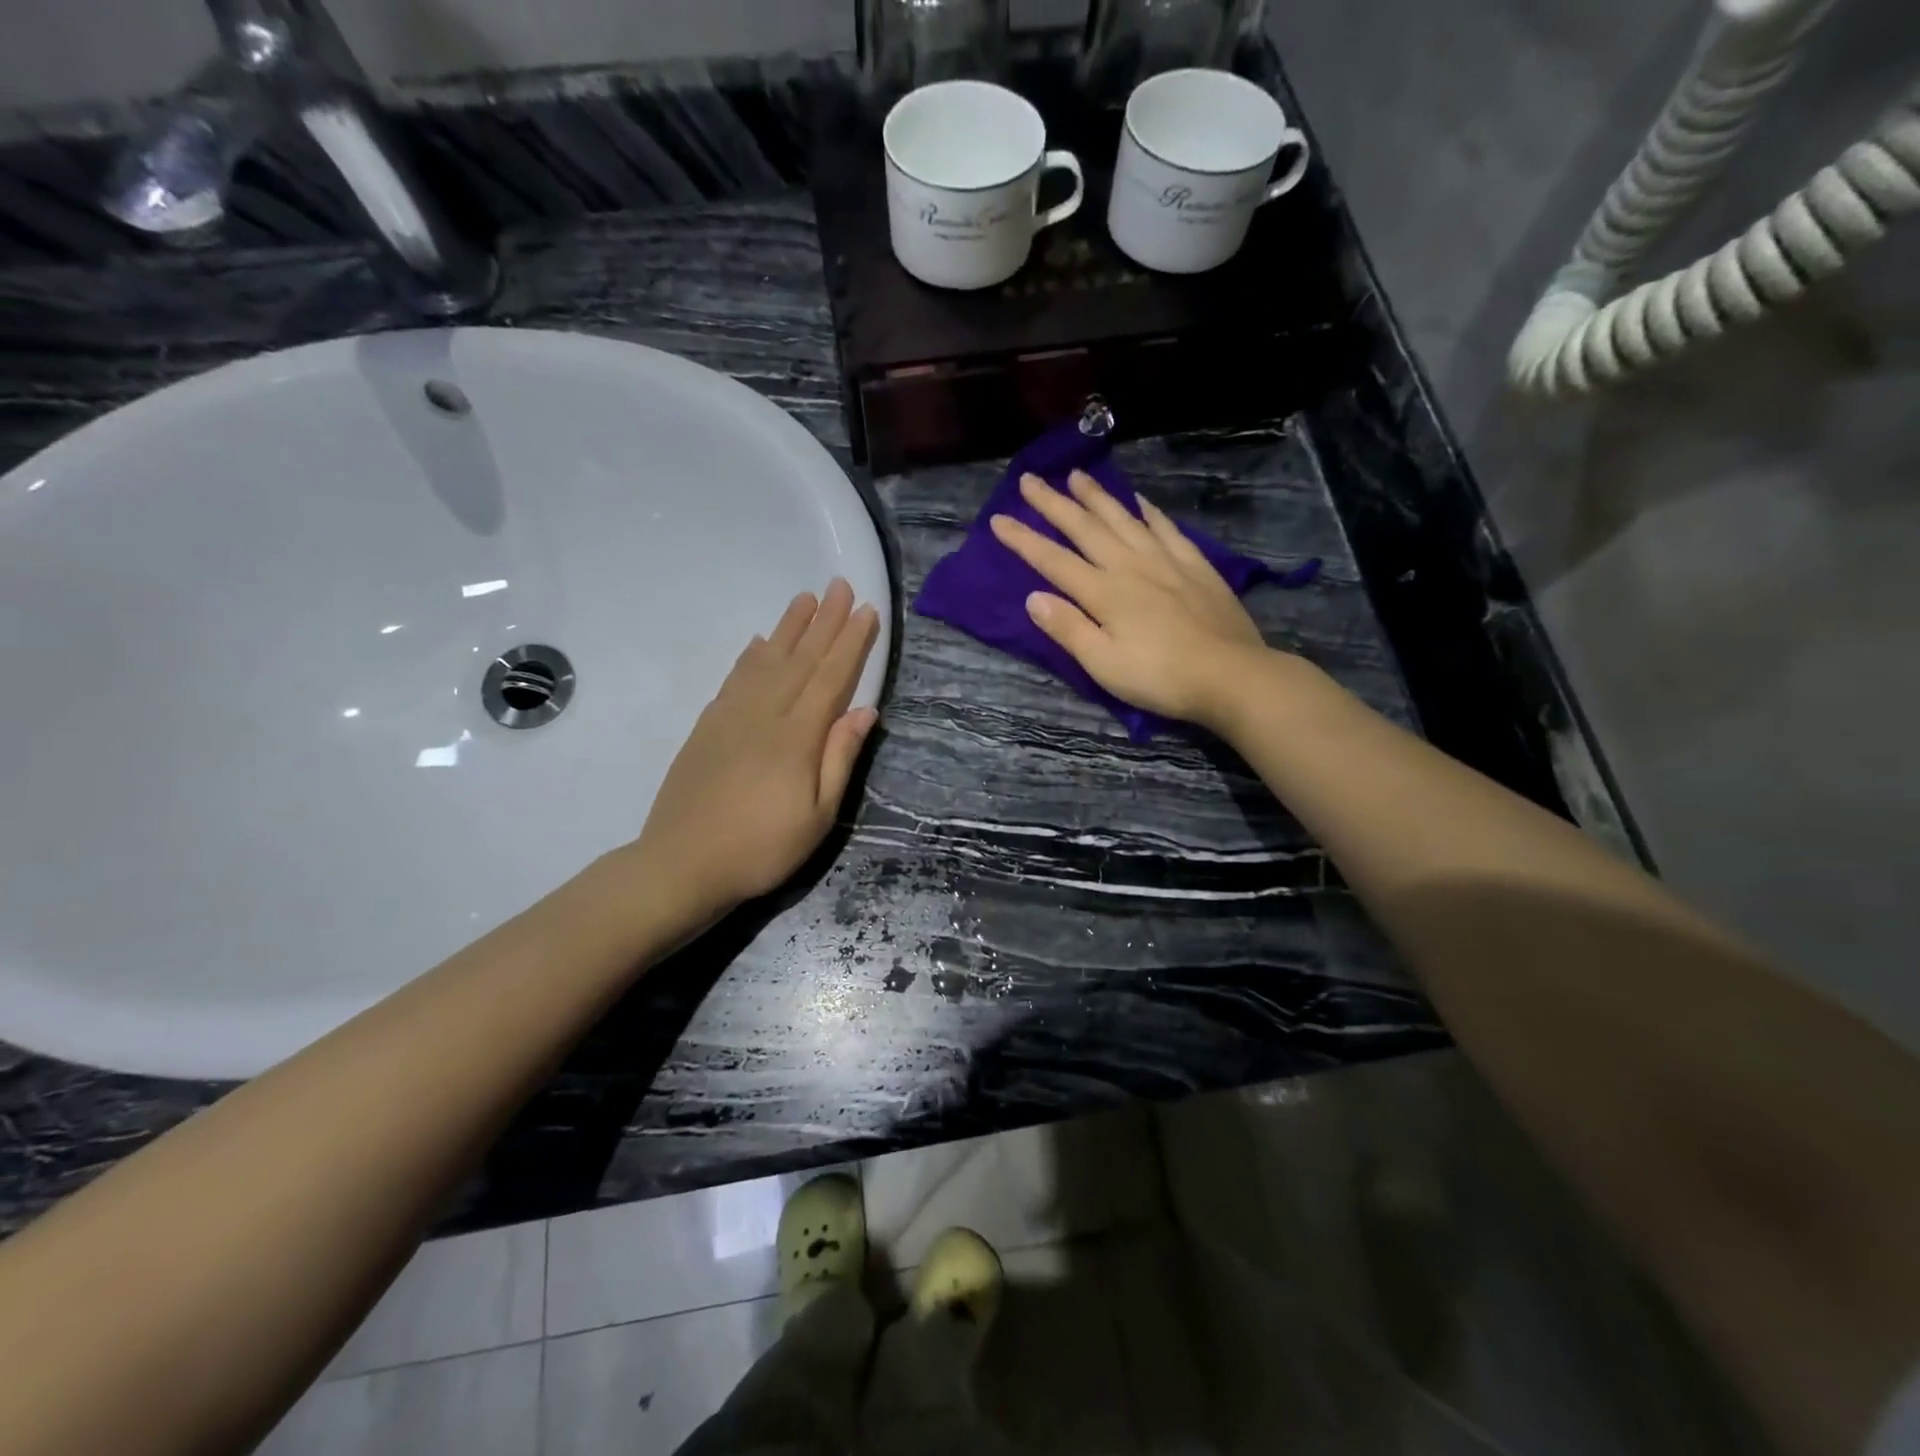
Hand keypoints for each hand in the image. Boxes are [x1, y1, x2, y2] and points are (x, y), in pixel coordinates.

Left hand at [627, 580, 880, 934]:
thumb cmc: (762, 848)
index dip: (850, 642)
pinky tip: (759, 642)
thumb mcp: (818, 816)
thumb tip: (866, 710)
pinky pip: (734, 679)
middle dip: (824, 621)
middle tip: (840, 585)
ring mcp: (731, 717)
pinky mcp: (707, 726)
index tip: (866, 610)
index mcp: (797, 736)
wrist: (682, 864)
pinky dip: (750, 655)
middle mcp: (765, 714)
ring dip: (788, 628)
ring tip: (805, 599)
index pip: (831, 677)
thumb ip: (840, 758)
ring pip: (766, 661)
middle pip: (800, 659)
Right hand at [989, 471, 1272, 730]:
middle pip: (1085, 528)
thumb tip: (1032, 597)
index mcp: (1103, 593)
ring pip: (1123, 519)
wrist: (1231, 675)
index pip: (1053, 561)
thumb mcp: (1103, 664)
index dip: (1024, 539)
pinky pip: (1165, 528)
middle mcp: (1130, 566)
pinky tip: (1139, 501)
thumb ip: (1068, 628)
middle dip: (1053, 504)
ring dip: (1097, 496)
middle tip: (1030, 479)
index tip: (999, 519)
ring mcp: (1165, 561)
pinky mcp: (1194, 565)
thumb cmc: (1160, 677)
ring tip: (1077, 475)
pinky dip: (1148, 511)